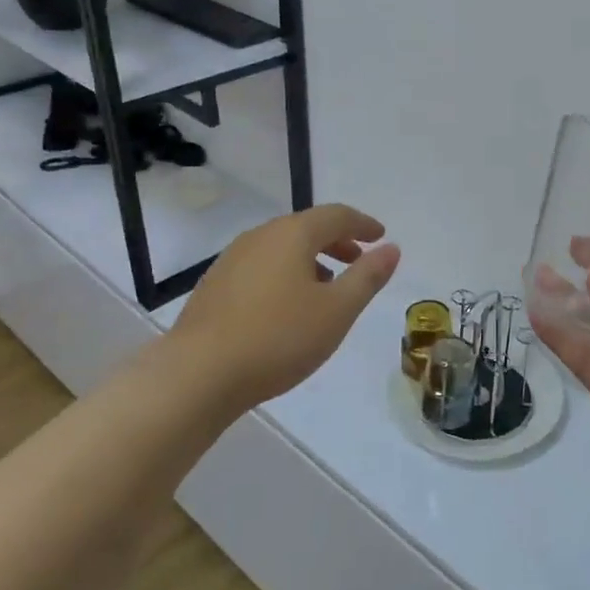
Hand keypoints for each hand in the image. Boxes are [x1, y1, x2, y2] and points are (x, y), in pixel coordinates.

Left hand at [168, 204, 400, 414]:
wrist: (198, 374)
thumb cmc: (278, 338)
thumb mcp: (337, 311)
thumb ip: (367, 276)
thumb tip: (391, 248)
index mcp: (292, 234)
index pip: (336, 215)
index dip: (363, 224)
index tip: (380, 236)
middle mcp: (260, 236)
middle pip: (306, 228)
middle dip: (337, 241)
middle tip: (358, 260)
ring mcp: (232, 259)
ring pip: (282, 248)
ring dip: (311, 259)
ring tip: (327, 288)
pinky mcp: (215, 285)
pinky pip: (261, 266)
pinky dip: (285, 274)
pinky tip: (288, 307)